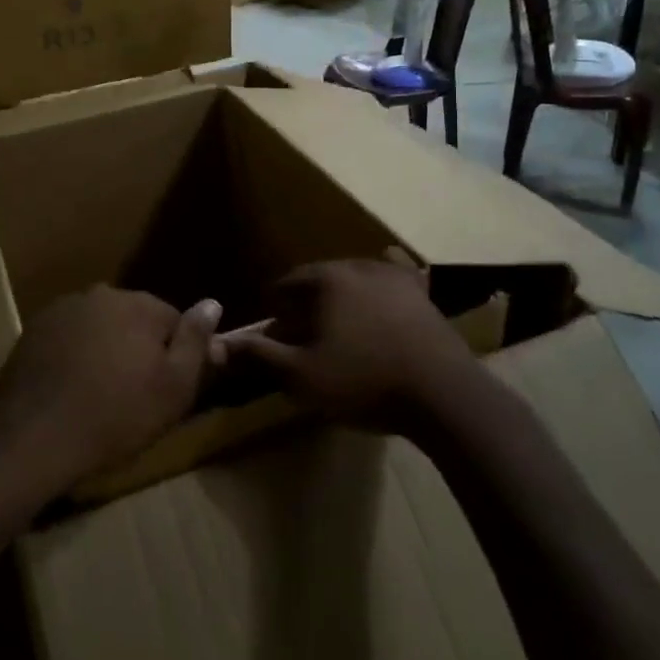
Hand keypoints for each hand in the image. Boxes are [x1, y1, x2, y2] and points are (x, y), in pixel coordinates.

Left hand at [0, 286, 219, 498]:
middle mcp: (101, 294)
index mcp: (138, 304)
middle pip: (133, 318)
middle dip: (137, 347)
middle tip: (132, 393)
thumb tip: (213, 303)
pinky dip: (72, 354)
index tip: (165, 387)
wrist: (35, 436)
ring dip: (103, 348)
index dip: (174, 355)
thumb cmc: (116, 416)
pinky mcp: (33, 329)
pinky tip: (68, 387)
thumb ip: (195, 341)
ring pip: (98, 326)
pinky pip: (67, 337)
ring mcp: (63, 309)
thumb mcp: (174, 388)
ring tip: (98, 393)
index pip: (172, 320)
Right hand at [217, 255, 472, 433]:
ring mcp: (394, 275)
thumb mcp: (302, 376)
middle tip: (304, 337)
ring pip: (354, 278)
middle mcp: (357, 265)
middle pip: (319, 279)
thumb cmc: (364, 382)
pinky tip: (383, 285)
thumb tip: (216, 342)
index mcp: (325, 280)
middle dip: (306, 304)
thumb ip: (259, 355)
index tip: (275, 337)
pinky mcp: (421, 292)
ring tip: (341, 328)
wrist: (443, 394)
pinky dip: (383, 277)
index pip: (285, 285)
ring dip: (341, 297)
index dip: (276, 311)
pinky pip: (395, 273)